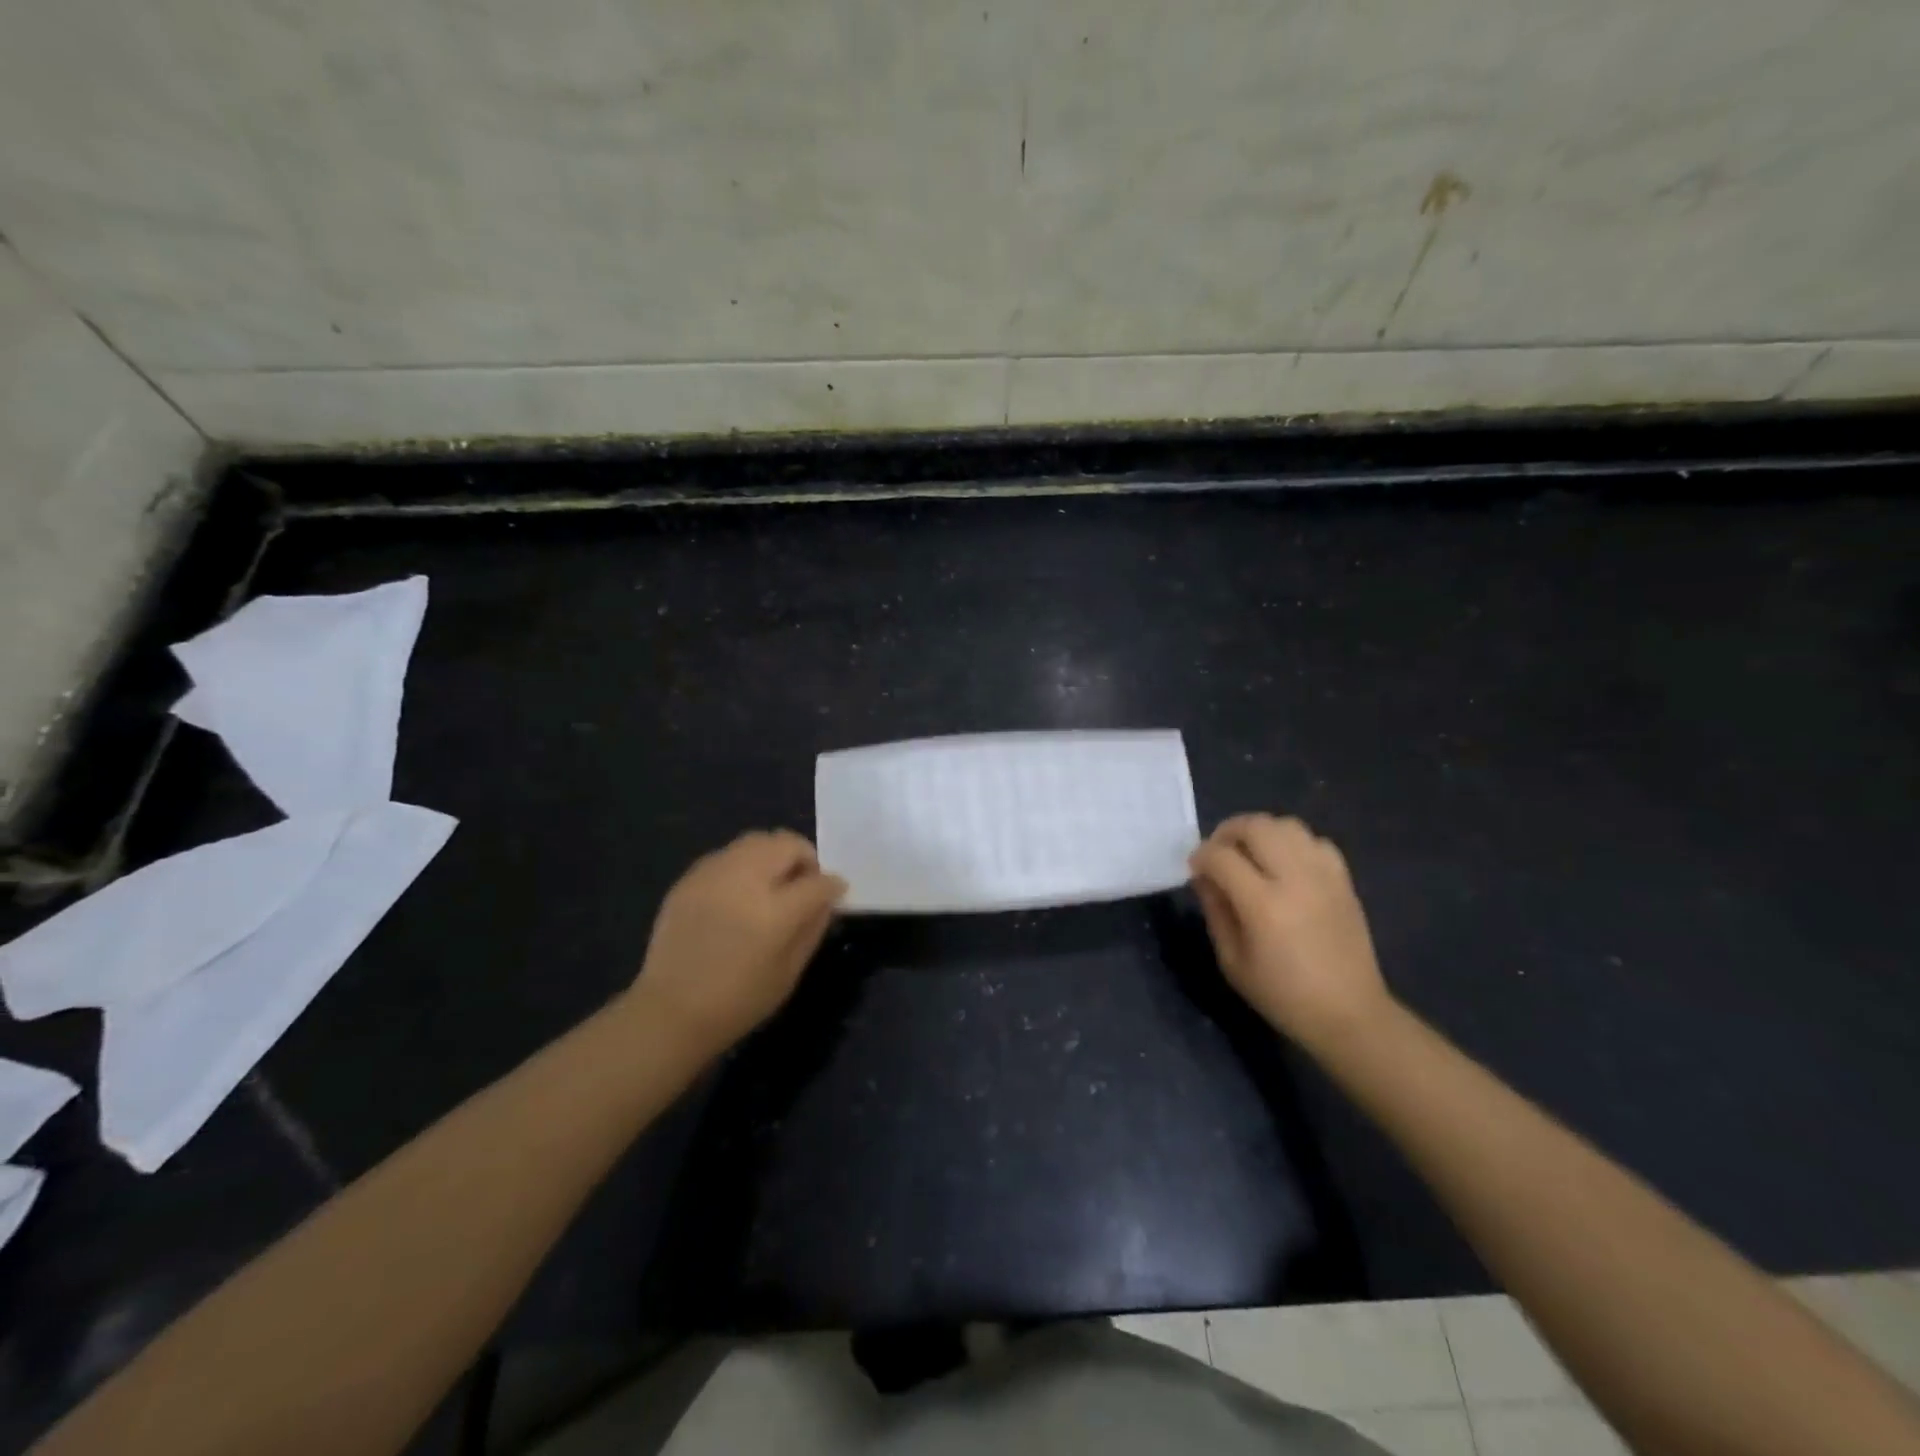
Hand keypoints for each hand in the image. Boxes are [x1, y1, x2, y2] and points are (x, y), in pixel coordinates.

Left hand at [631, 830, 846, 1054]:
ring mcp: (713, 875)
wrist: (669, 1012)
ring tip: (770, 884)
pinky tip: (739, 893)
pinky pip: (728, 855)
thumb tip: (826, 899)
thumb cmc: (738, 1002)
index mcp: (774, 912)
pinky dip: (744, 864)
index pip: (818, 882)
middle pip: (787, 844)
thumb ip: (812, 928)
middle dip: (804, 859)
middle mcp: (744, 881)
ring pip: (757, 840)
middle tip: (802, 884)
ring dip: (774, 856)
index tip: (835, 892)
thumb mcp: (789, 973)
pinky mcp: (690, 878)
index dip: (833, 885)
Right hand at [1188, 814, 1392, 1052]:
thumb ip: (1215, 912)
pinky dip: (1293, 843)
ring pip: (1287, 825)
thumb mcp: (1232, 962)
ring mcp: (1324, 876)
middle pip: (1256, 826)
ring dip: (1260, 832)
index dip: (1200, 856)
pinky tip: (1284, 864)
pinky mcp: (1344, 880)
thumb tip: (1203, 877)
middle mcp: (1296, 880)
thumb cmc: (1283, 995)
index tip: (1195, 868)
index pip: (1221, 857)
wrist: (1350, 1015)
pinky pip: (1315, 840)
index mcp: (1264, 905)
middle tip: (1219, 853)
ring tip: (1250, 853)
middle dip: (1228, 832)